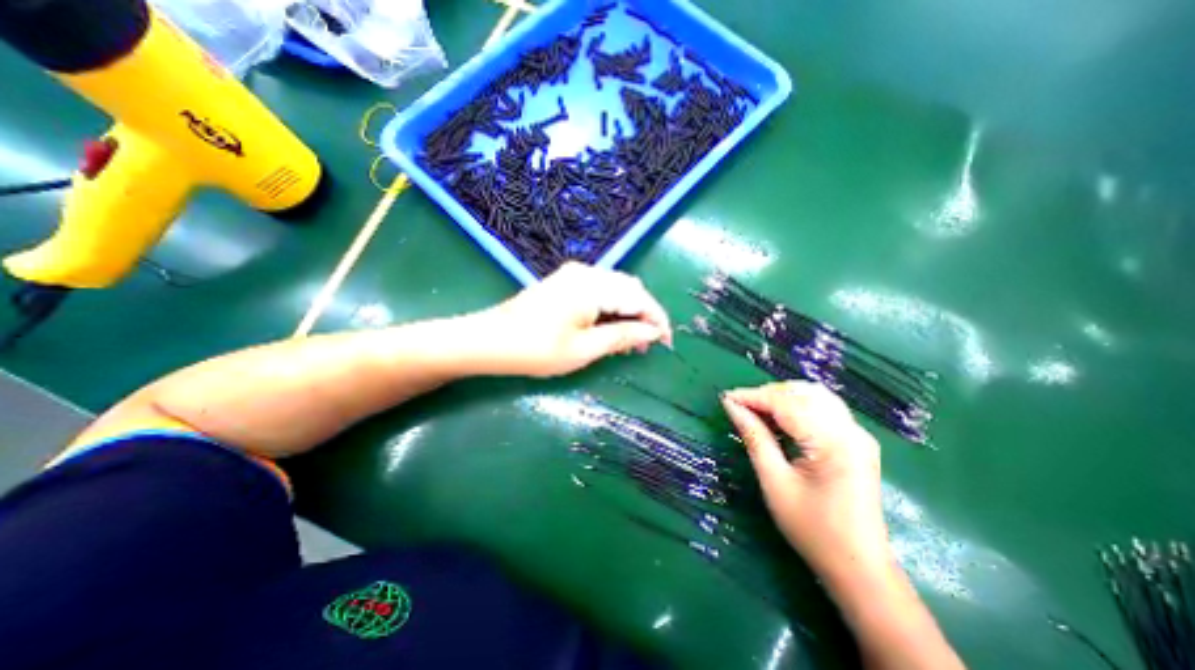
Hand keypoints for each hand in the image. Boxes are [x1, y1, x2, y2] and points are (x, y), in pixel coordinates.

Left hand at [472, 263, 670, 377]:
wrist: (490, 340)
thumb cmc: (536, 349)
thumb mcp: (585, 349)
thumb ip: (623, 336)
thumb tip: (653, 332)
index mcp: (593, 286)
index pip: (639, 298)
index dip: (657, 319)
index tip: (666, 342)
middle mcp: (587, 272)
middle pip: (630, 290)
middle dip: (643, 316)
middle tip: (645, 346)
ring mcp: (574, 274)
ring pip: (616, 289)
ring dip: (627, 313)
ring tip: (628, 342)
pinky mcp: (566, 281)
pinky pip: (599, 290)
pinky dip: (611, 308)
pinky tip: (609, 328)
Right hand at [719, 383, 894, 579]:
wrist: (859, 568)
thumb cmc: (812, 529)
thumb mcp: (775, 482)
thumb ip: (754, 438)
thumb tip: (732, 406)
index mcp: (833, 442)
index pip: (786, 403)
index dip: (753, 396)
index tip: (726, 398)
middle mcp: (851, 431)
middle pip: (802, 393)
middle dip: (767, 394)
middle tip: (739, 407)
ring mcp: (858, 434)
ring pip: (814, 396)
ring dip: (782, 397)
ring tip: (756, 411)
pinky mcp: (856, 441)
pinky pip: (823, 408)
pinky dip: (797, 406)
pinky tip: (779, 419)